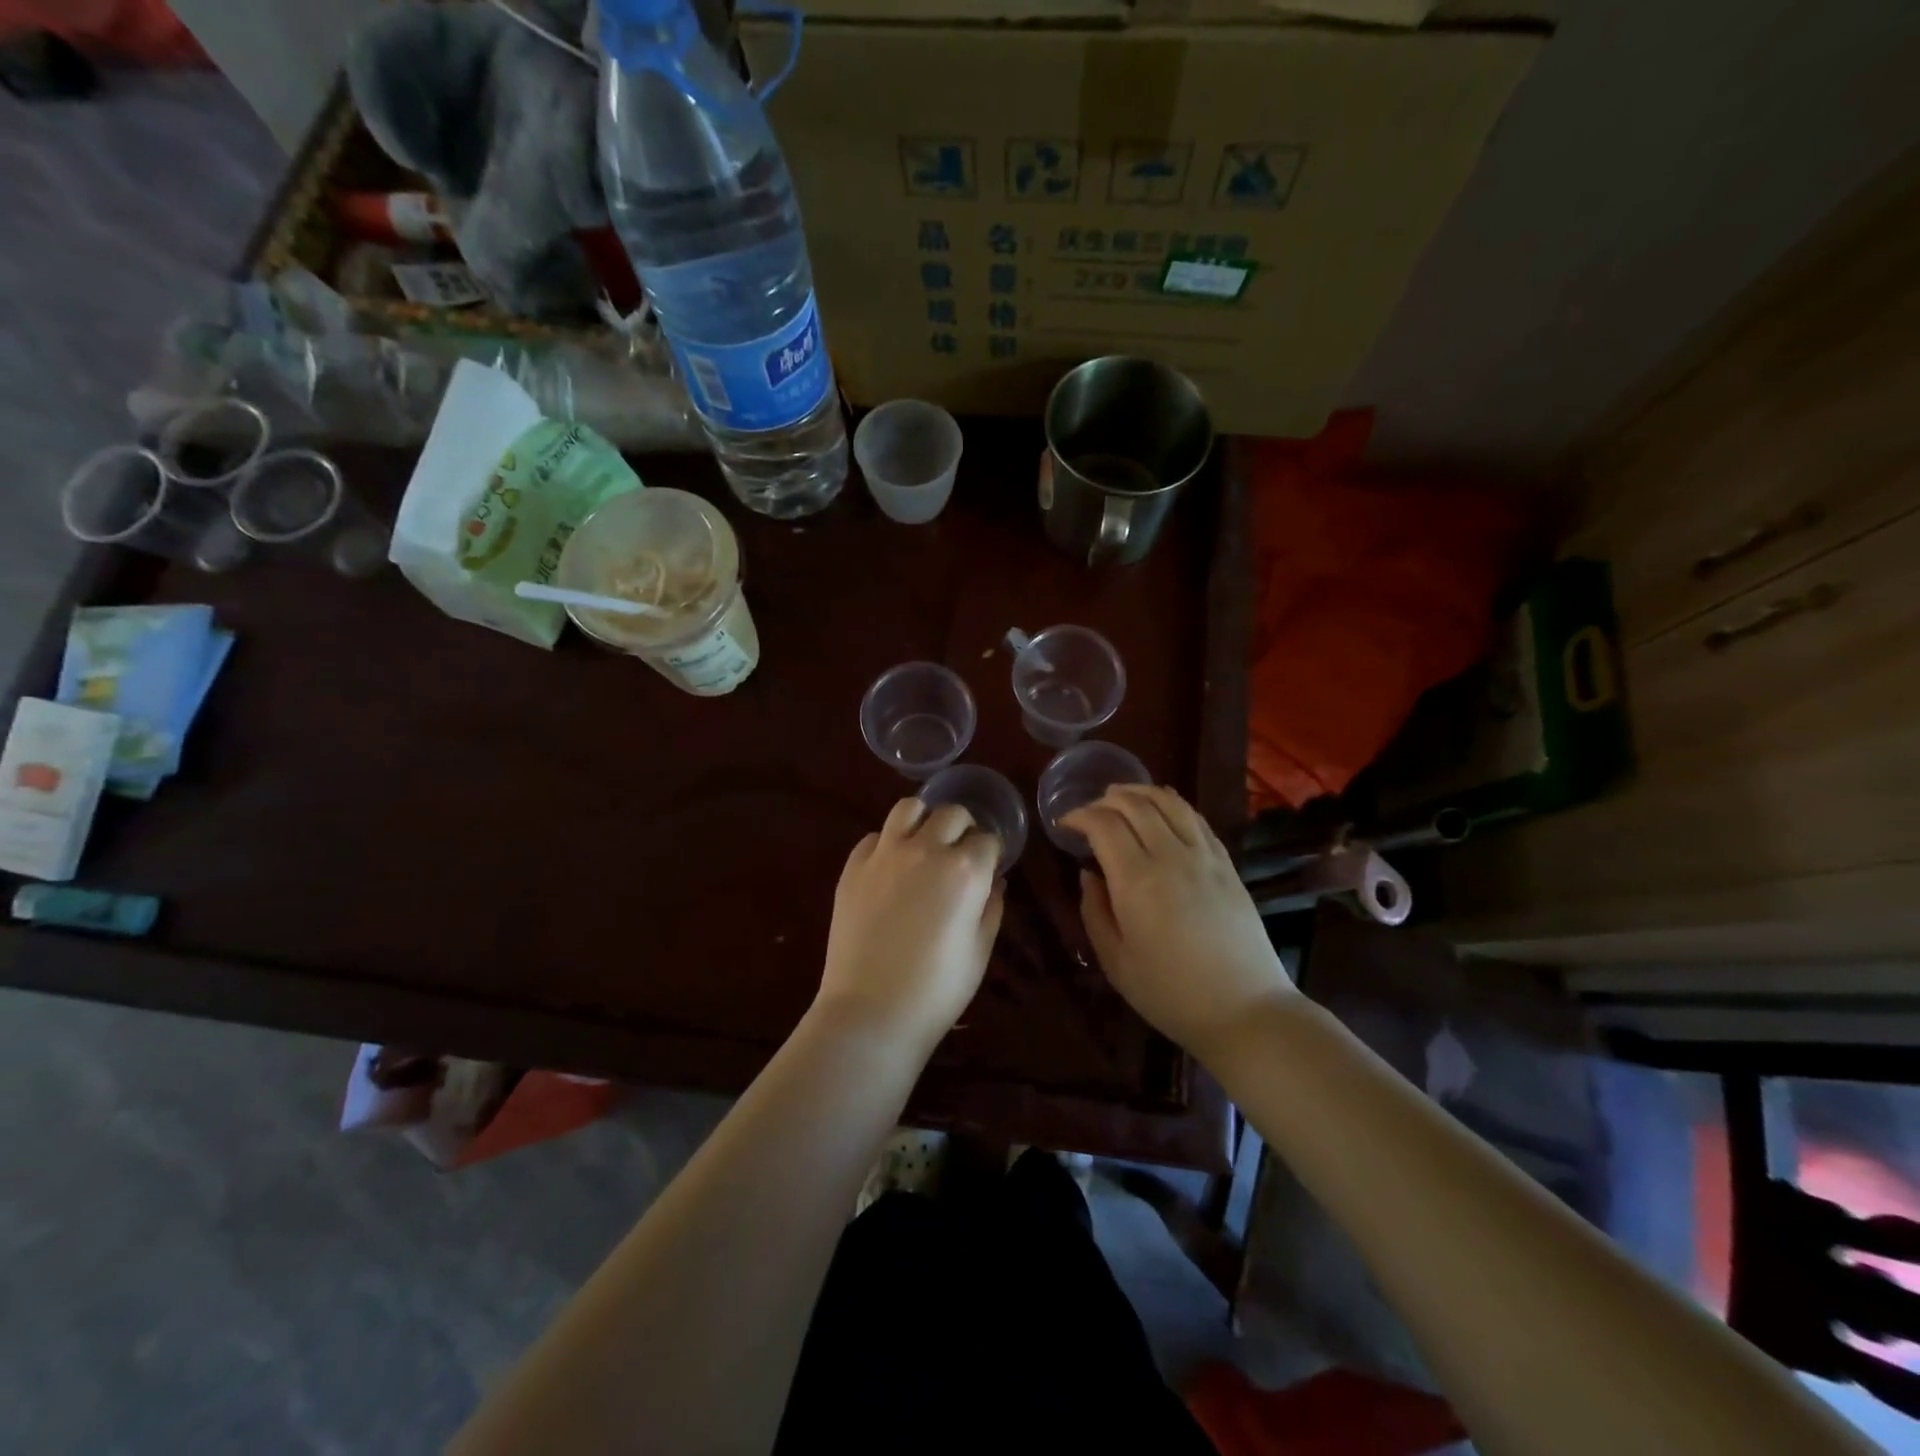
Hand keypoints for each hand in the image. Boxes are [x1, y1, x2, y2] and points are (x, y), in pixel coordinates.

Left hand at [815, 798, 1005, 1050]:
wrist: (871, 1012)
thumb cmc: (937, 990)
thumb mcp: (979, 951)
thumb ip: (991, 907)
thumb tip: (994, 880)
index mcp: (965, 870)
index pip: (988, 839)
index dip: (992, 853)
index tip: (989, 868)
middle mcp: (926, 849)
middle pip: (952, 813)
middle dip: (963, 828)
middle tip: (960, 853)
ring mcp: (885, 854)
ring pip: (909, 807)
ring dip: (924, 820)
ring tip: (925, 843)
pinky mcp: (853, 866)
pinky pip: (874, 836)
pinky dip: (888, 843)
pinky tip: (891, 868)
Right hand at [1062, 785, 1295, 1061]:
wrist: (1245, 1011)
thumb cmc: (1170, 994)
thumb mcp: (1116, 962)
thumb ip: (1095, 911)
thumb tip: (1088, 875)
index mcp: (1136, 880)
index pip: (1103, 824)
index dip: (1079, 816)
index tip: (1065, 825)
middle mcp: (1170, 856)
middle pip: (1135, 804)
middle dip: (1105, 799)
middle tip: (1089, 812)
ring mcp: (1204, 856)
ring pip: (1169, 802)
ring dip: (1140, 792)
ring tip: (1121, 796)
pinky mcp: (1226, 864)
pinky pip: (1196, 819)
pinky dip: (1173, 804)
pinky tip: (1163, 810)